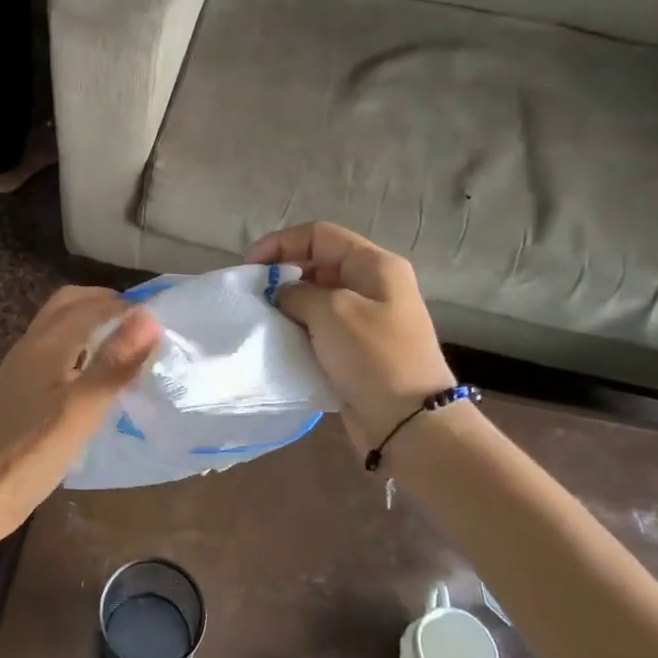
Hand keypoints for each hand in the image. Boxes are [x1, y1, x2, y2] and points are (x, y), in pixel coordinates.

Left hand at [0, 287, 161, 547]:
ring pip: (58, 328)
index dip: (124, 304)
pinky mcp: (18, 392)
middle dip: (103, 304)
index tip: (160, 316)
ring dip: (89, 324)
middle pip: (67, 305)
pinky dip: (78, 348)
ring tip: (123, 346)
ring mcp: (20, 370)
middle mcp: (30, 347)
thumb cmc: (31, 453)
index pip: (88, 304)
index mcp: (46, 344)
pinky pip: (53, 352)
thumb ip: (114, 364)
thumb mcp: (81, 410)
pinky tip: (92, 377)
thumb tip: (149, 316)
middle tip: (139, 323)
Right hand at [249, 222, 454, 451]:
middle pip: (317, 263)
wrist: (408, 422)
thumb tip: (283, 294)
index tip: (249, 268)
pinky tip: (278, 340)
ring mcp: (366, 319)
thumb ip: (298, 292)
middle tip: (252, 296)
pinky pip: (320, 328)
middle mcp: (372, 286)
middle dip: (281, 274)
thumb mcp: (331, 311)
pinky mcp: (356, 349)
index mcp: (374, 265)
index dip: (280, 243)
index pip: (319, 235)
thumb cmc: (373, 357)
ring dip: (287, 305)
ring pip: (316, 298)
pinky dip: (298, 330)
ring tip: (260, 318)